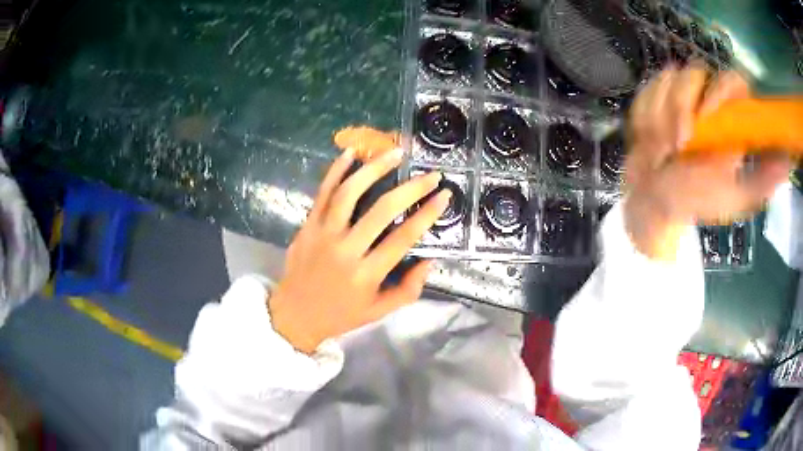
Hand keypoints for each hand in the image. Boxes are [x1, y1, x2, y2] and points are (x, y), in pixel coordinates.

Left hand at [269, 147, 450, 353]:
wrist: (295, 314)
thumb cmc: (341, 315)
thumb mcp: (379, 312)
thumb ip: (408, 290)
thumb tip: (429, 260)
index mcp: (367, 274)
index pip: (403, 238)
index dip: (427, 214)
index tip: (444, 195)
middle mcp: (346, 250)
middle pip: (381, 210)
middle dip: (411, 188)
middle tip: (431, 174)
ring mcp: (323, 234)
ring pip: (349, 193)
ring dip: (374, 169)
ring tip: (395, 153)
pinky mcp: (308, 225)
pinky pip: (322, 193)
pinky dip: (336, 170)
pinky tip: (352, 153)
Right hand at [623, 64, 790, 259]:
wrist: (656, 199)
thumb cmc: (697, 199)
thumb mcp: (735, 199)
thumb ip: (761, 183)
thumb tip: (787, 163)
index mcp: (731, 118)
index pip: (733, 80)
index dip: (721, 90)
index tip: (708, 116)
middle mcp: (707, 97)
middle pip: (694, 72)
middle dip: (682, 106)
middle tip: (679, 145)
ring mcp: (679, 93)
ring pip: (668, 78)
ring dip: (662, 117)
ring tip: (664, 150)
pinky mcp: (654, 94)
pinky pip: (648, 90)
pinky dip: (647, 116)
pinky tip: (653, 140)